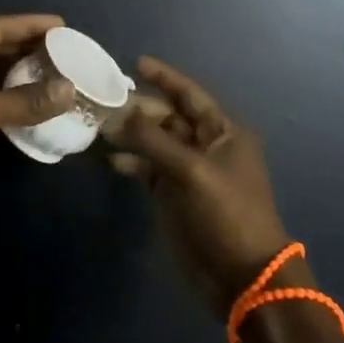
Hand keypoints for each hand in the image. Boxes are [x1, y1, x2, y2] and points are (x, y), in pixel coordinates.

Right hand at [110, 57, 293, 313]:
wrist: (243, 278)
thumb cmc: (227, 215)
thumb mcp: (192, 172)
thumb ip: (155, 141)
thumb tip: (120, 115)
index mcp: (223, 133)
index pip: (190, 96)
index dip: (165, 78)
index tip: (136, 63)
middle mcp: (206, 146)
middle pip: (169, 118)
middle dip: (139, 109)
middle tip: (104, 101)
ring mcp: (189, 172)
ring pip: (156, 143)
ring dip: (131, 135)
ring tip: (100, 128)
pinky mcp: (174, 196)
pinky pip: (149, 170)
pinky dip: (132, 163)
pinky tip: (110, 160)